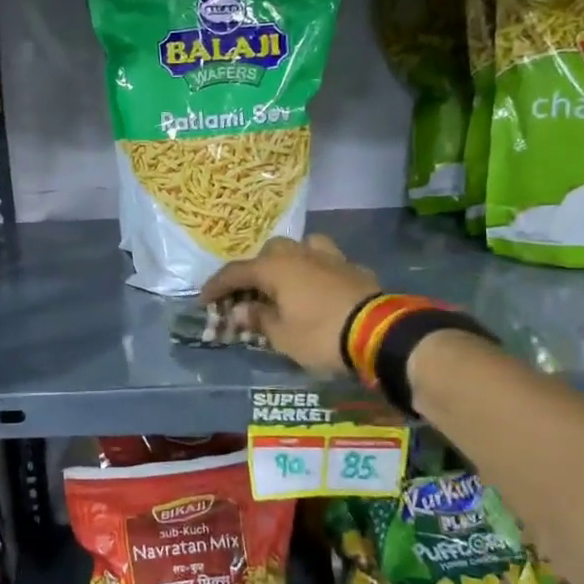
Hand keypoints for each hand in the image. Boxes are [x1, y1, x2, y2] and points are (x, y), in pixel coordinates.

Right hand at [199, 235, 379, 376]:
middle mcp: (300, 254)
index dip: (216, 286)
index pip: (236, 272)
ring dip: (290, 261)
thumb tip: (239, 311)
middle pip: (269, 253)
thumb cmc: (321, 335)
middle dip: (256, 270)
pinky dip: (318, 272)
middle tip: (249, 294)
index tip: (203, 300)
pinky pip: (328, 263)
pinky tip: (320, 289)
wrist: (380, 333)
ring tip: (287, 282)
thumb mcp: (282, 336)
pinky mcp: (355, 269)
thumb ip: (258, 319)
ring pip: (303, 247)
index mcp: (276, 268)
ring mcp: (331, 258)